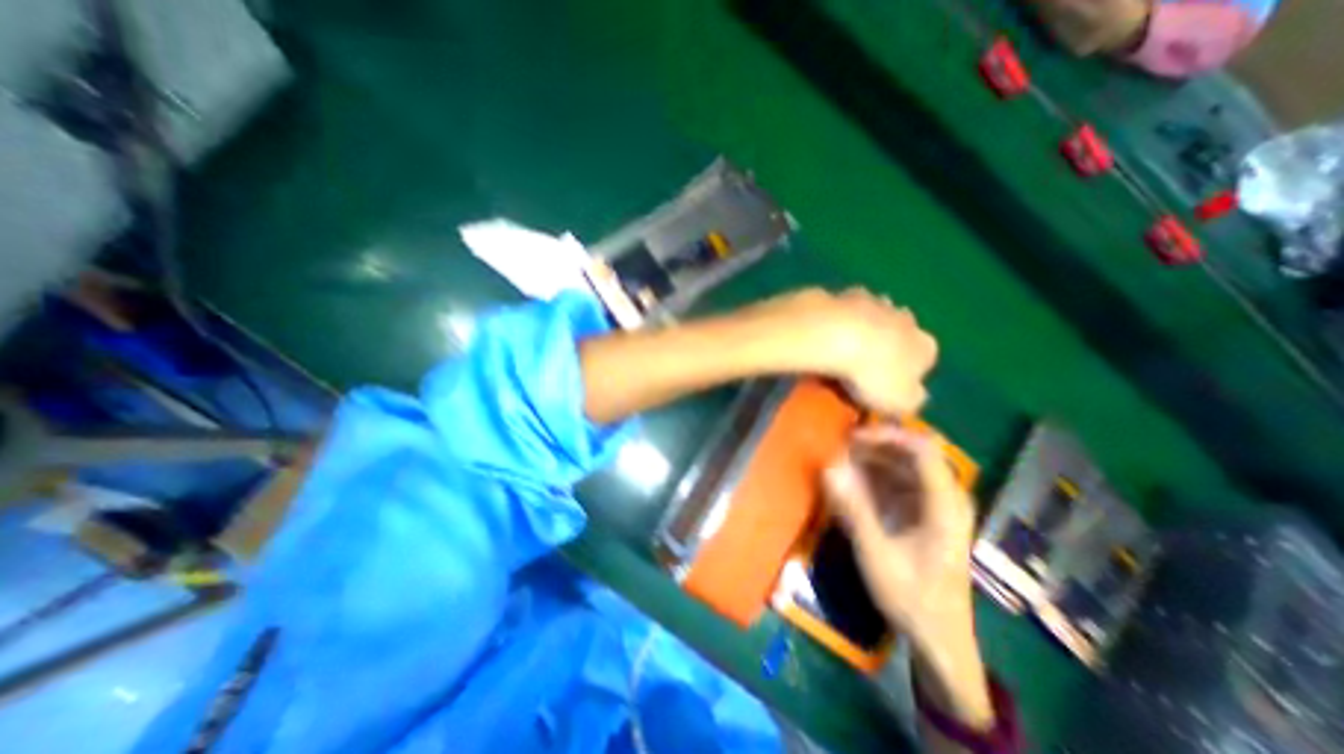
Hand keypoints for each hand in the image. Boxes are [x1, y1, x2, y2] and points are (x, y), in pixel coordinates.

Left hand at [773, 290, 936, 419]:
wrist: (836, 334)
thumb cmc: (872, 373)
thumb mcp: (900, 402)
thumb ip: (912, 400)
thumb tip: (914, 395)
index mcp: (925, 347)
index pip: (924, 361)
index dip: (905, 374)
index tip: (883, 385)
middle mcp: (907, 320)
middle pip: (901, 333)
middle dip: (887, 345)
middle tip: (862, 366)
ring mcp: (877, 302)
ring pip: (877, 315)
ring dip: (866, 327)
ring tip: (842, 347)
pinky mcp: (846, 294)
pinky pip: (846, 308)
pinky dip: (840, 317)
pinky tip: (826, 331)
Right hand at [819, 427, 978, 650]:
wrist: (939, 638)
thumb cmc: (911, 598)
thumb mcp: (876, 555)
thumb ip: (853, 509)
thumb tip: (828, 468)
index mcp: (945, 507)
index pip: (923, 450)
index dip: (888, 435)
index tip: (852, 437)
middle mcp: (948, 499)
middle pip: (915, 452)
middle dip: (878, 444)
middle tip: (843, 447)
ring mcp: (939, 505)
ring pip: (907, 464)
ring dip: (876, 458)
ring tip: (844, 461)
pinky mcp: (928, 512)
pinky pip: (903, 480)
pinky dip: (878, 475)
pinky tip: (857, 482)